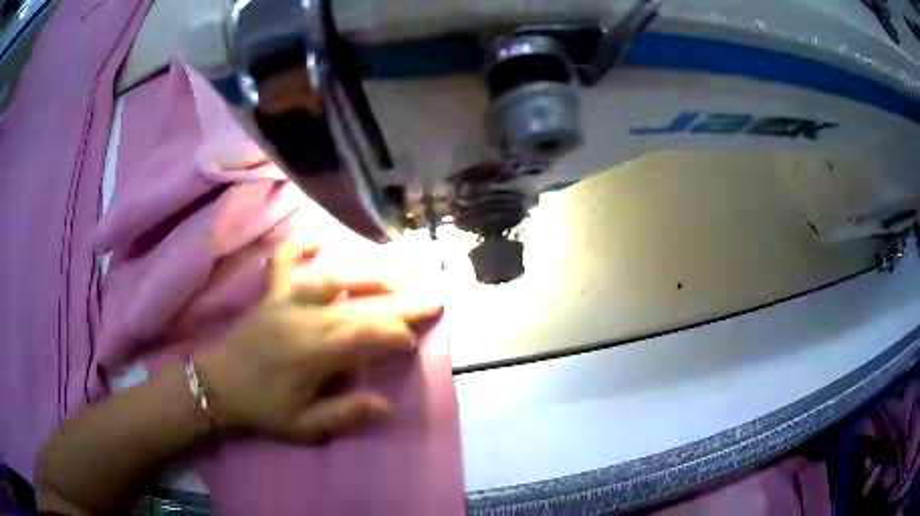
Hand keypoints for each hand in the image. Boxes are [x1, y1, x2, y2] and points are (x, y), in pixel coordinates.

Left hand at [195, 244, 442, 442]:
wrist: (217, 385)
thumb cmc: (262, 407)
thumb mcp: (303, 425)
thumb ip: (344, 414)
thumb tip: (385, 405)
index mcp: (314, 352)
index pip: (366, 336)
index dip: (395, 335)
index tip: (414, 341)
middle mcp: (304, 319)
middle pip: (360, 306)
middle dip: (400, 304)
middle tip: (432, 299)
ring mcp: (286, 301)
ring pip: (333, 281)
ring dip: (368, 276)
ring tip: (397, 274)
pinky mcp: (271, 295)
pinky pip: (284, 264)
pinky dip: (298, 249)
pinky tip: (316, 242)